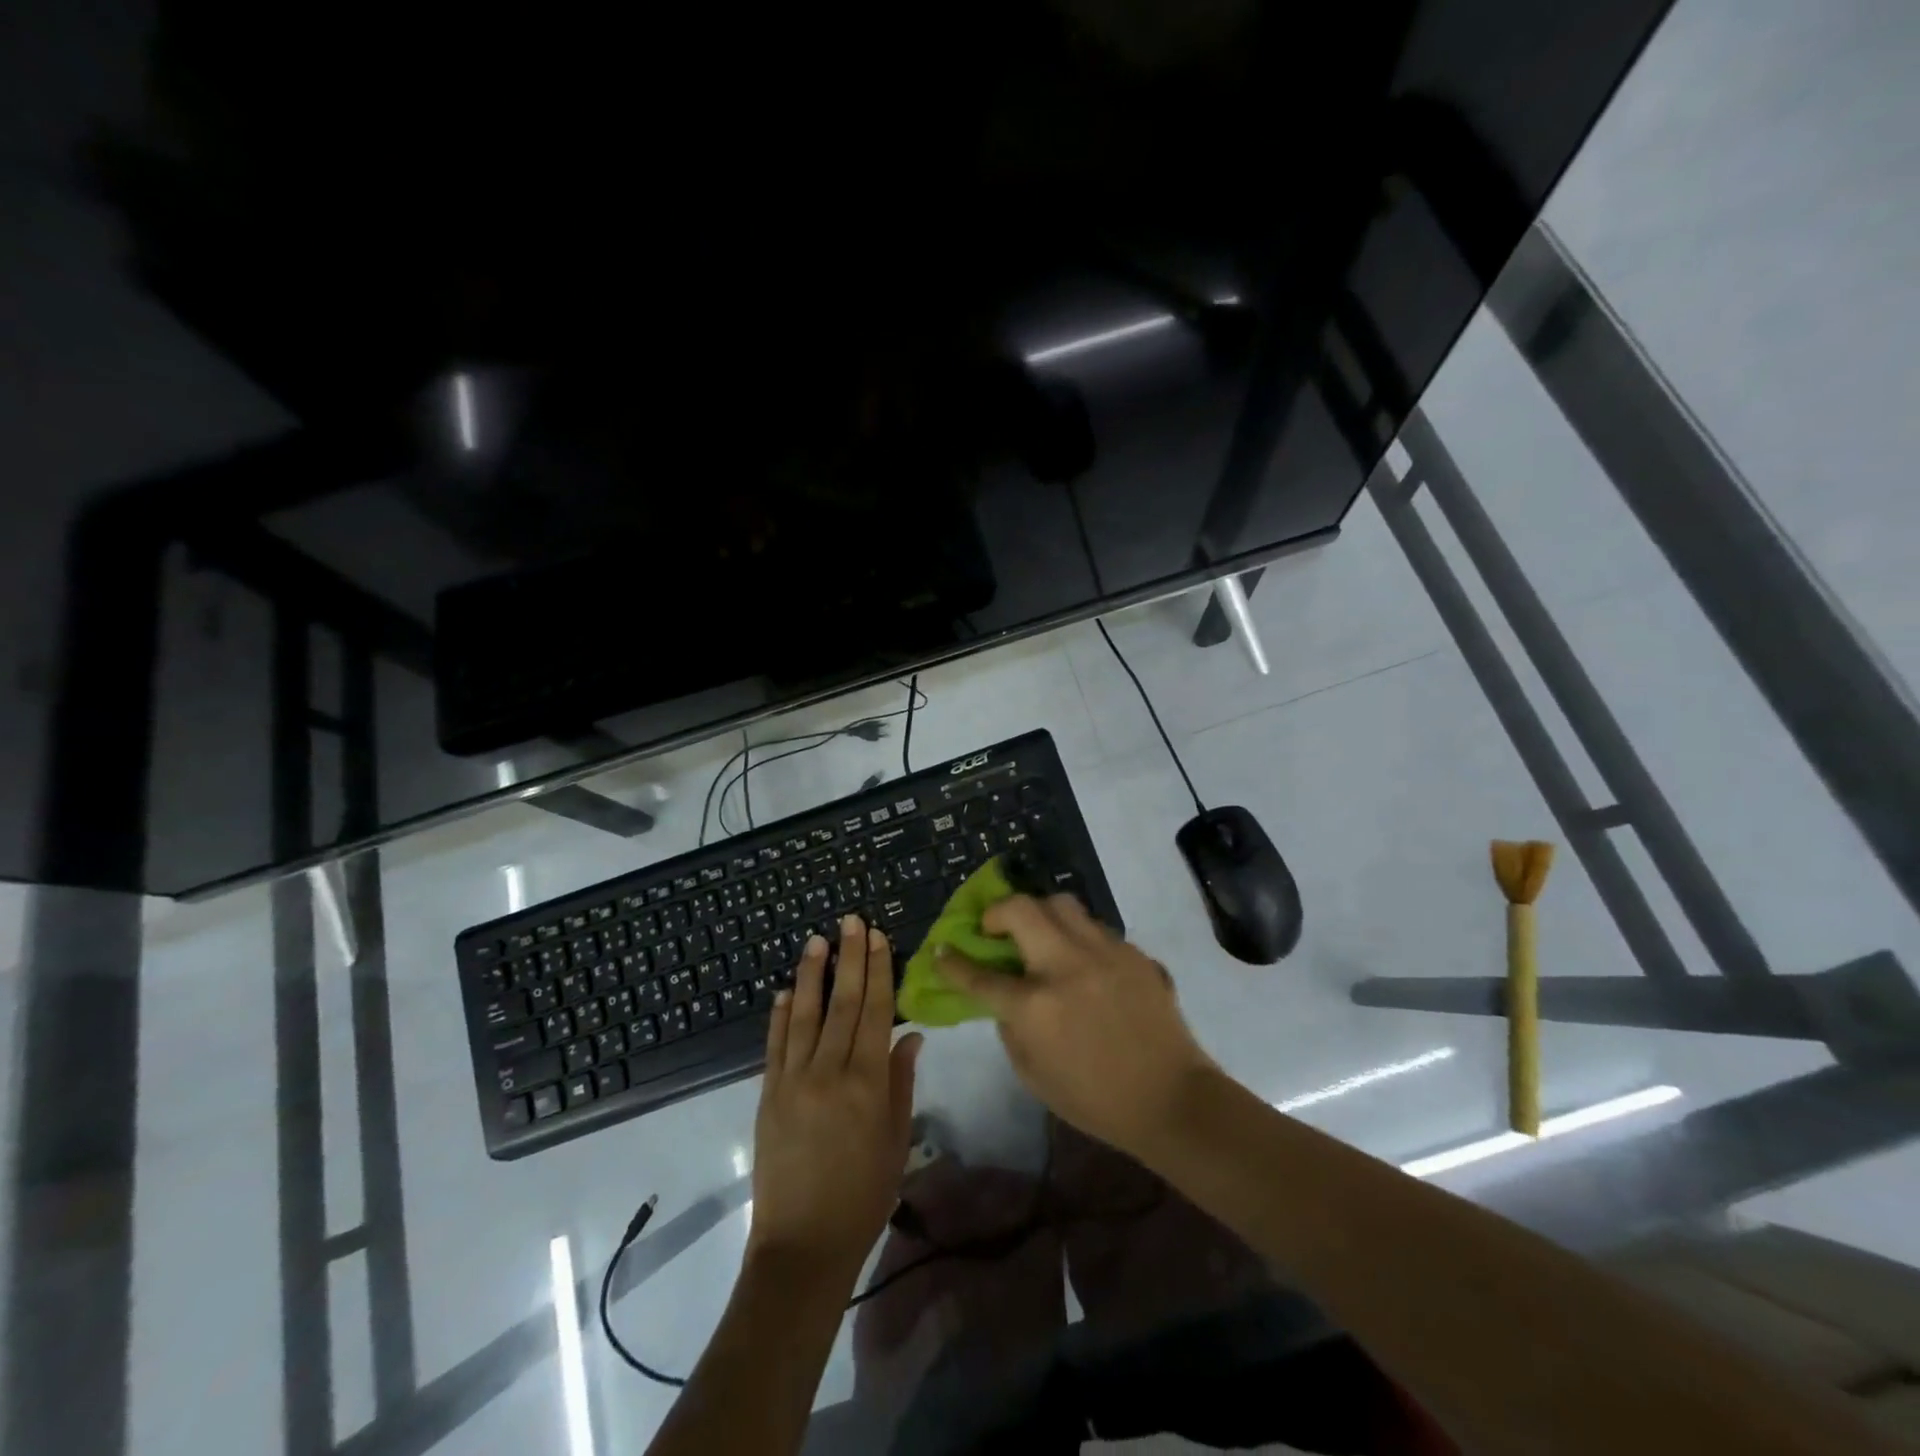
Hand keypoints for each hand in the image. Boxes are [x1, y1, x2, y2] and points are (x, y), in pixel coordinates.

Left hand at [749, 915, 921, 1278]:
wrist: (802, 1245)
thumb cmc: (864, 1195)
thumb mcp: (896, 1140)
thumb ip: (902, 1083)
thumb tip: (910, 1035)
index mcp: (868, 1082)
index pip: (877, 1011)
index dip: (879, 970)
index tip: (877, 937)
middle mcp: (830, 1071)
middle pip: (843, 1003)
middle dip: (849, 958)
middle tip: (850, 920)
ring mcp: (793, 1080)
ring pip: (803, 1014)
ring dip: (810, 974)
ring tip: (816, 940)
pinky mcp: (768, 1094)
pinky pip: (774, 1045)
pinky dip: (778, 1015)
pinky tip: (783, 991)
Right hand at [934, 895, 1215, 1156]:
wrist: (1171, 1099)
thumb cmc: (1095, 1099)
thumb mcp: (1033, 1075)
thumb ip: (1010, 1028)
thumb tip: (1003, 996)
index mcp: (1036, 1006)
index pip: (981, 975)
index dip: (954, 962)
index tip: (942, 949)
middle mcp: (1066, 966)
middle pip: (1021, 909)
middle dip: (997, 911)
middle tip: (995, 928)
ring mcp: (1104, 952)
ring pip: (1061, 904)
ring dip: (1039, 913)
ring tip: (1039, 934)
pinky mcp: (1132, 951)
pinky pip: (1095, 927)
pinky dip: (1077, 936)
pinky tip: (1082, 960)